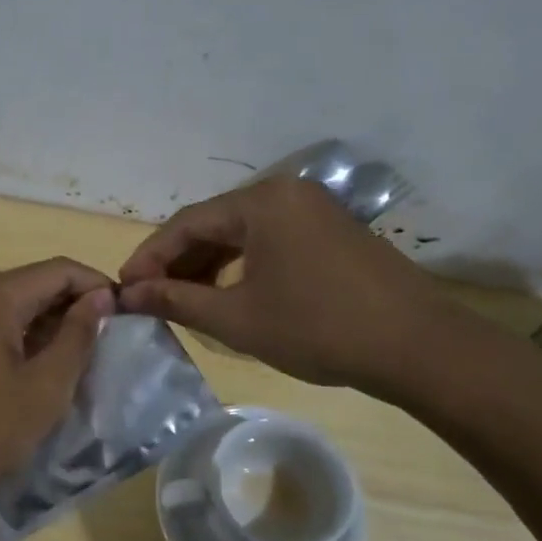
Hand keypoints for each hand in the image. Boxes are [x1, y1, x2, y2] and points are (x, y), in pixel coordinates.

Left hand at [0, 259, 114, 520]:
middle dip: (76, 307)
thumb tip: (101, 298)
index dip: (98, 287)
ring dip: (51, 327)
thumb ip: (76, 338)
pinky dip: (25, 340)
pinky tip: (40, 372)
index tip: (127, 317)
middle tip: (108, 343)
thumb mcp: (43, 387)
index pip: (60, 270)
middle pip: (37, 284)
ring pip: (17, 307)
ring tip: (81, 361)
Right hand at [117, 177, 496, 400]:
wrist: (417, 347)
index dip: (149, 256)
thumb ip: (177, 301)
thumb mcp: (237, 319)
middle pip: (215, 223)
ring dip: (208, 264)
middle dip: (178, 261)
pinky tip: (227, 292)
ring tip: (182, 299)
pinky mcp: (331, 231)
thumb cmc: (317, 329)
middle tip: (149, 296)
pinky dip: (241, 265)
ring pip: (243, 233)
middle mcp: (286, 193)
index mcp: (261, 202)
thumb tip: (128, 295)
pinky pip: (270, 240)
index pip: (186, 223)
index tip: (124, 288)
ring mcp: (313, 210)